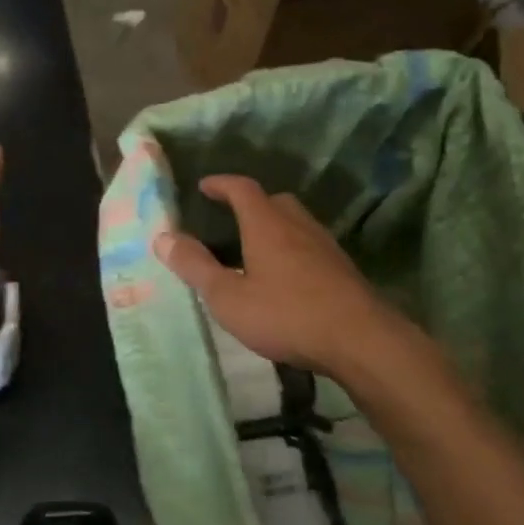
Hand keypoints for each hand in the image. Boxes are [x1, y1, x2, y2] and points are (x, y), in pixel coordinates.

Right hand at [153, 175, 444, 396]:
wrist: (361, 340)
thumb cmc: (285, 315)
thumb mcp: (227, 296)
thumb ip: (194, 266)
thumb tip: (162, 236)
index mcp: (266, 224)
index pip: (242, 188)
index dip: (221, 184)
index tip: (204, 186)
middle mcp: (297, 225)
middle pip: (274, 201)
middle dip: (250, 203)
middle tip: (230, 219)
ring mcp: (325, 246)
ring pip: (295, 223)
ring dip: (273, 227)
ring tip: (254, 250)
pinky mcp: (342, 269)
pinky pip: (309, 246)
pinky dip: (291, 249)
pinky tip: (285, 277)